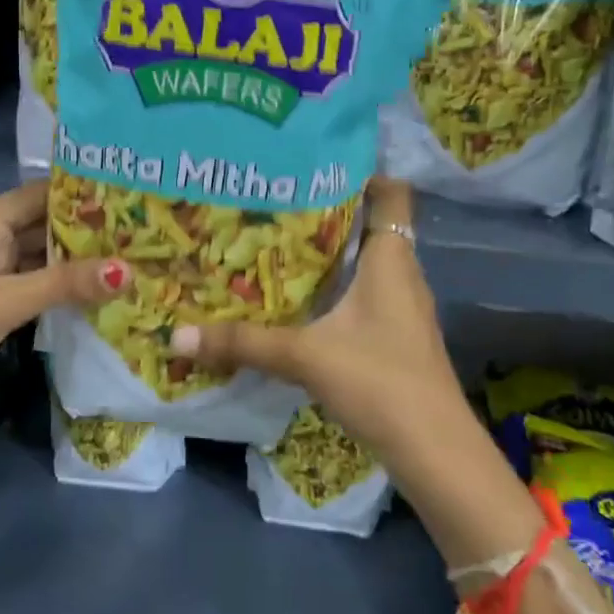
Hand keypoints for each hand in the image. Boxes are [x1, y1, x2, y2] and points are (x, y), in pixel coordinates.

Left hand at [0, 180, 128, 464]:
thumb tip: (128, 270)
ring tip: (130, 254)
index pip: (36, 195)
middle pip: (41, 224)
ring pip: (40, 256)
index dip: (78, 192)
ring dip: (77, 259)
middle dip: (85, 228)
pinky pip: (35, 284)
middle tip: (138, 228)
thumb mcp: (3, 304)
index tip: (126, 193)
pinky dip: (63, 285)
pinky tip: (100, 289)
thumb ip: (65, 283)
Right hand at [169, 179, 472, 473]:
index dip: (361, 171)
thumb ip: (243, 343)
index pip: (391, 193)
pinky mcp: (396, 337)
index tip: (313, 162)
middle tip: (275, 200)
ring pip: (366, 263)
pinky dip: (335, 289)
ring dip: (330, 253)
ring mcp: (402, 308)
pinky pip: (363, 295)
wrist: (435, 451)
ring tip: (277, 242)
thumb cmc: (380, 380)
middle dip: (327, 212)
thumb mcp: (305, 356)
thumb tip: (178, 333)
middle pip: (370, 225)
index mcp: (392, 258)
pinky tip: (299, 300)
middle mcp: (402, 274)